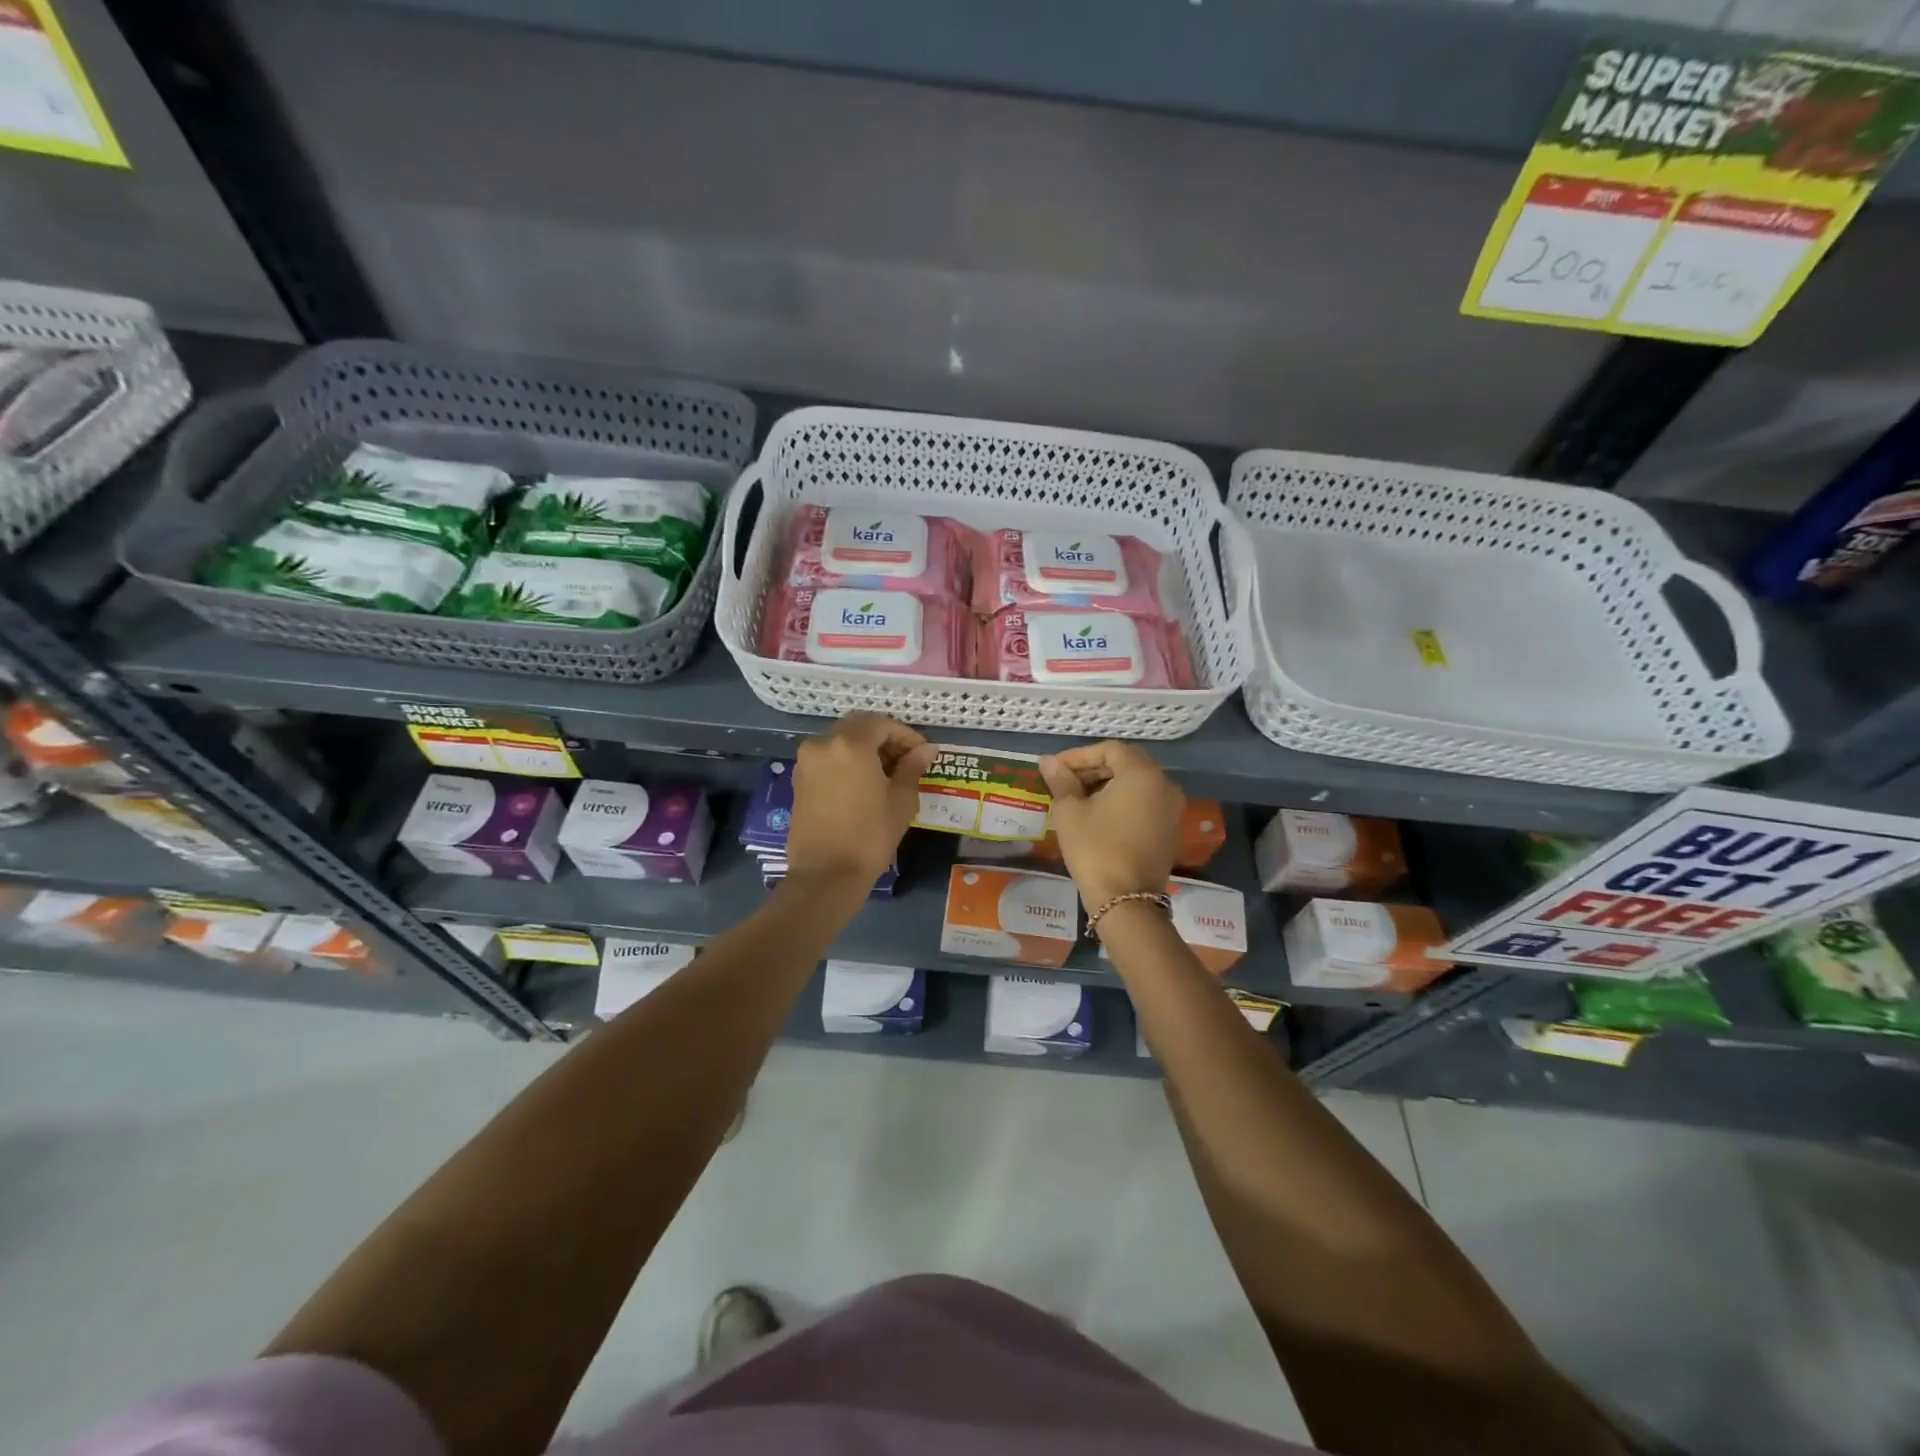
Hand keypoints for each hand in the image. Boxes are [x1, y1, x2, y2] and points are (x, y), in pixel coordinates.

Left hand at [787, 712, 936, 889]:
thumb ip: (912, 767)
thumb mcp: (901, 800)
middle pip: (859, 727)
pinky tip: (864, 784)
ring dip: (866, 749)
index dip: (907, 736)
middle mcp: (823, 743)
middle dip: (885, 739)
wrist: (826, 875)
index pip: (883, 724)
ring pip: (841, 741)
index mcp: (850, 744)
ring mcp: (807, 761)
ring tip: (888, 774)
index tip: (923, 754)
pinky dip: (848, 761)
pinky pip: (828, 758)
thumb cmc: (870, 836)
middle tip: (907, 761)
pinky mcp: (799, 779)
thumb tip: (926, 749)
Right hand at [1038, 741, 1184, 909]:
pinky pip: (1144, 803)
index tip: (1055, 769)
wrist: (1126, 900)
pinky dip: (1122, 802)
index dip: (1079, 756)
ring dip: (1106, 785)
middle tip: (1063, 783)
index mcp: (1142, 774)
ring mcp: (1171, 808)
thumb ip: (1061, 780)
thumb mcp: (1070, 812)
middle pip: (1126, 764)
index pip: (1109, 749)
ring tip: (1076, 799)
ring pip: (1136, 784)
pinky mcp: (1170, 829)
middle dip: (1092, 769)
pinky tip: (1097, 816)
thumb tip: (1048, 762)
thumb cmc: (1095, 849)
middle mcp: (1164, 785)